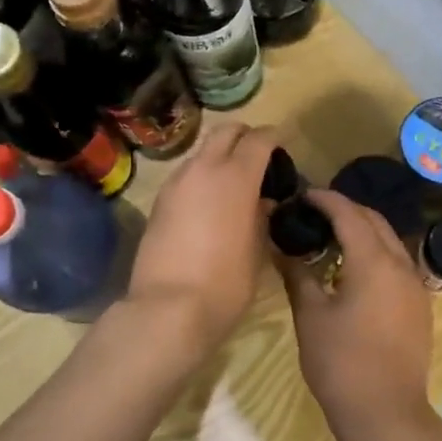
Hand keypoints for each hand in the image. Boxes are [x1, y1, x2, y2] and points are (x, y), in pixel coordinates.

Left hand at [126, 122, 276, 353]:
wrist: (168, 309)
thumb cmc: (226, 283)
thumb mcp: (257, 251)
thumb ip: (261, 218)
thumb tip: (261, 202)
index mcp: (236, 177)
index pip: (259, 138)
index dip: (274, 138)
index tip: (282, 148)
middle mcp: (204, 169)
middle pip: (225, 131)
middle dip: (244, 137)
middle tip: (258, 158)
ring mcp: (176, 183)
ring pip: (202, 153)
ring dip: (219, 159)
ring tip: (233, 186)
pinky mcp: (159, 202)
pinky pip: (186, 176)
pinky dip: (201, 179)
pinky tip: (209, 206)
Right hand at [279, 189, 435, 440]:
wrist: (386, 414)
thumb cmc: (341, 363)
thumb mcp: (311, 316)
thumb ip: (298, 275)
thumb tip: (282, 247)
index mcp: (374, 262)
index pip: (349, 214)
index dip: (325, 199)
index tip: (302, 195)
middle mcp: (401, 265)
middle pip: (374, 221)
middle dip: (345, 210)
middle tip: (313, 213)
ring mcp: (415, 285)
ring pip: (389, 241)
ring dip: (362, 231)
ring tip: (330, 237)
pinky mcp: (419, 305)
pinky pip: (396, 263)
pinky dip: (375, 253)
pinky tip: (352, 269)